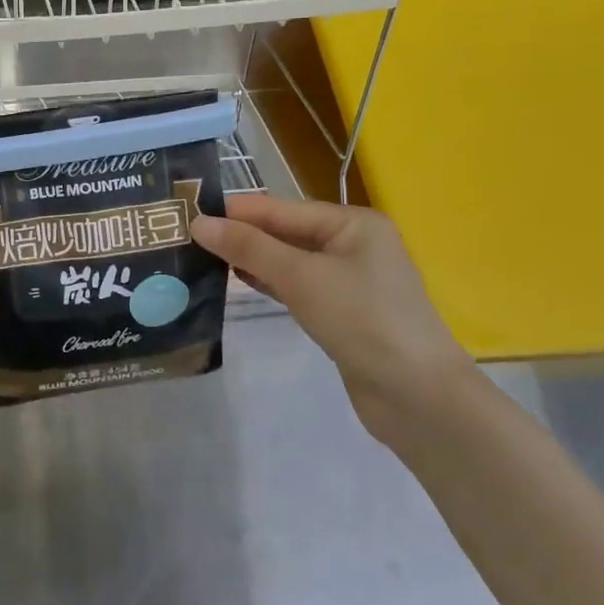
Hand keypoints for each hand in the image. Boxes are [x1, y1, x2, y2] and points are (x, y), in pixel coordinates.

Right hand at [191, 194, 471, 441]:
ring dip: (250, 259)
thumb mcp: (301, 277)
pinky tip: (236, 282)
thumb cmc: (362, 320)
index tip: (187, 212)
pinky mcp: (341, 312)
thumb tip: (199, 223)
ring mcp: (348, 280)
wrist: (417, 395)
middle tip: (186, 237)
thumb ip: (249, 248)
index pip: (281, 209)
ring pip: (288, 261)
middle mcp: (352, 244)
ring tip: (200, 257)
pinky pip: (296, 286)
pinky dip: (268, 283)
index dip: (235, 211)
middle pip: (284, 232)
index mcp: (352, 223)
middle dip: (240, 235)